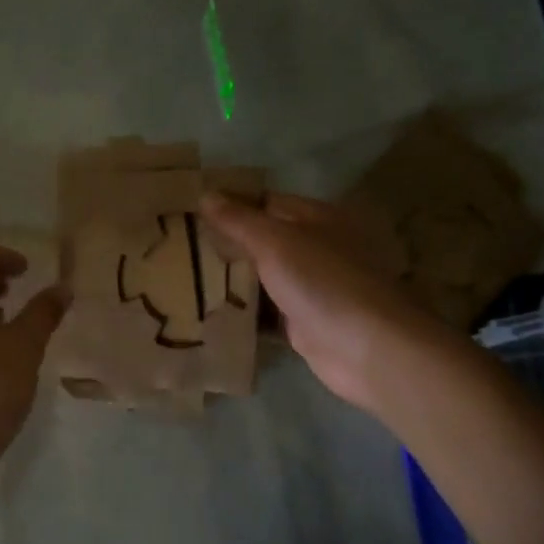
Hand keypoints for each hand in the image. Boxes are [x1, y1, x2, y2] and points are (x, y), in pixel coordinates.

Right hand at [200, 191, 441, 413]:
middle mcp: (316, 248)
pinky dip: (242, 313)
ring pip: (262, 278)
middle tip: (176, 246)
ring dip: (230, 280)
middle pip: (262, 240)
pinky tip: (207, 313)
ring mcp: (310, 288)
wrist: (366, 348)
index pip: (265, 202)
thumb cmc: (323, 282)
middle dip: (225, 244)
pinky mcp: (302, 323)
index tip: (187, 211)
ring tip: (180, 277)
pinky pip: (265, 312)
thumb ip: (239, 220)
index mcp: (316, 218)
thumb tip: (206, 194)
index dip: (229, 204)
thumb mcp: (276, 242)